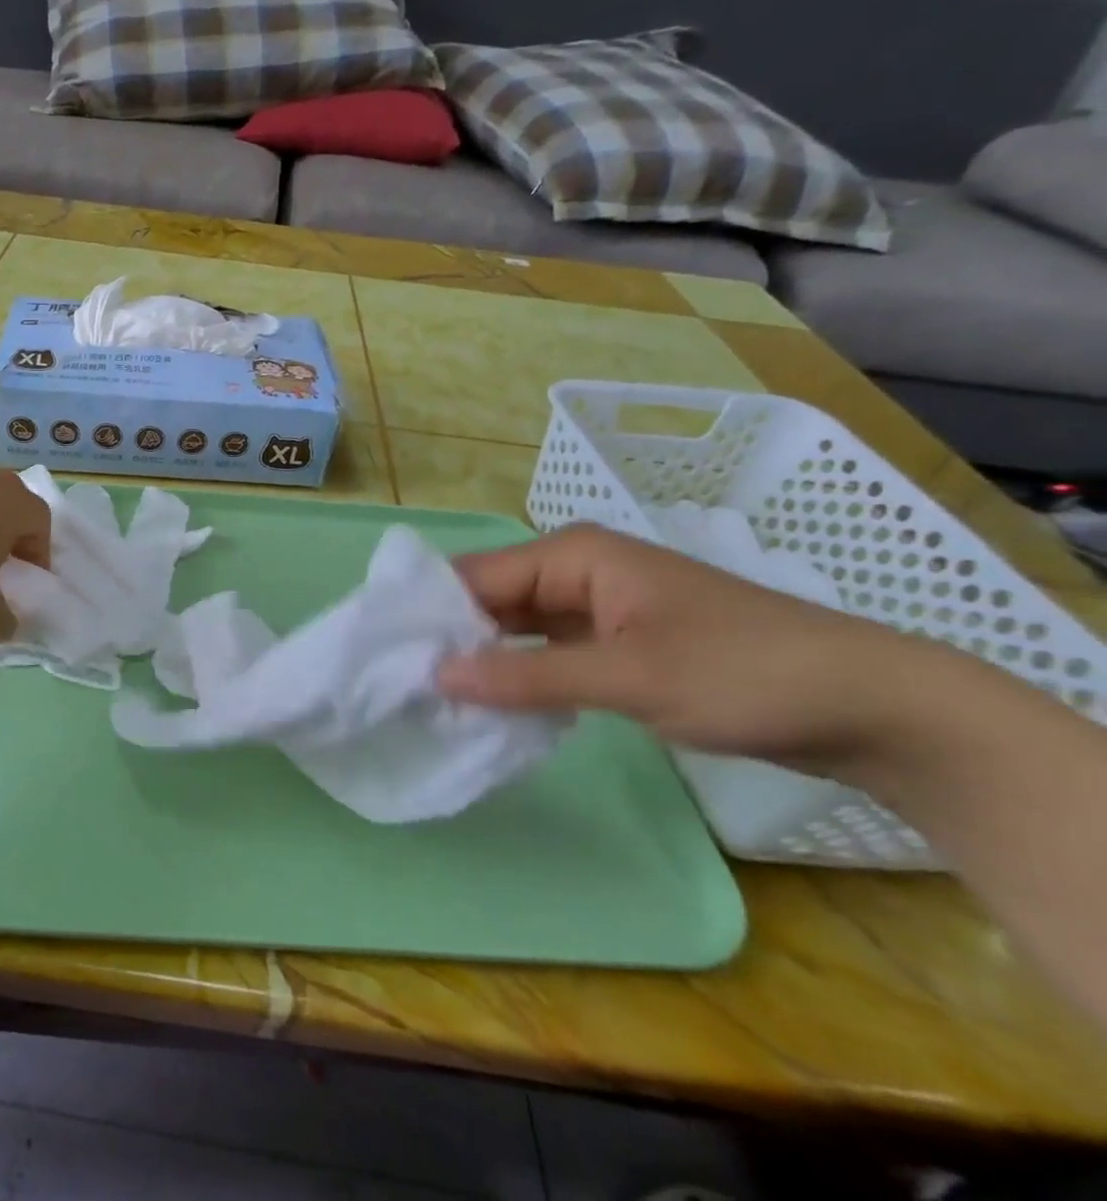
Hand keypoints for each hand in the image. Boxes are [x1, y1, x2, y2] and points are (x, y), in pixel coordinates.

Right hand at [437, 523, 946, 777]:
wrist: (872, 706)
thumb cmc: (745, 673)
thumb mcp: (629, 677)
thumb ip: (527, 677)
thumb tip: (437, 675)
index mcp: (573, 555)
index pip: (476, 577)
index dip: (433, 615)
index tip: (391, 658)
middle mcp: (576, 571)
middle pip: (491, 600)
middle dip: (452, 639)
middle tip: (404, 686)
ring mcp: (597, 608)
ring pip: (516, 629)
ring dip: (484, 661)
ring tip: (432, 699)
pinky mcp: (616, 644)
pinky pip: (547, 653)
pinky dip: (520, 676)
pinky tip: (491, 706)